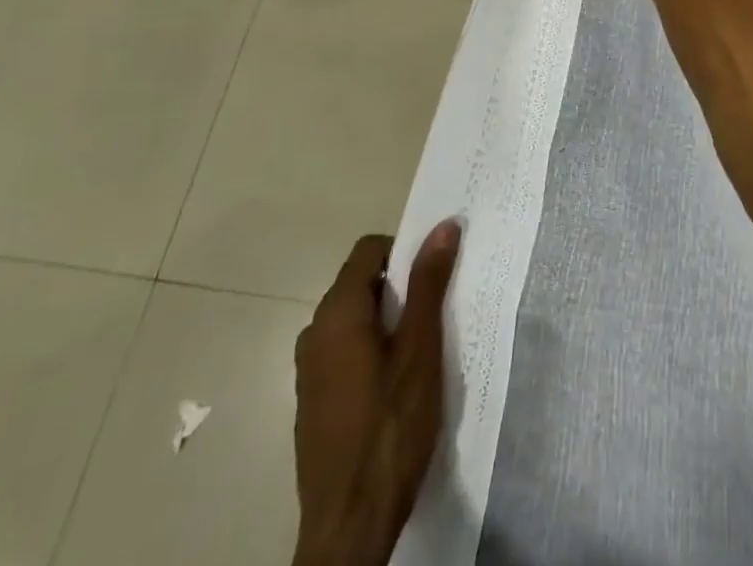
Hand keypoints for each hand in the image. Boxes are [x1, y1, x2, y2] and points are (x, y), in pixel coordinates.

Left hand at [292, 221, 460, 565]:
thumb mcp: (421, 349)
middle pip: (360, 283)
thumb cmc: (390, 428)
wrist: (349, 527)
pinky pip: (343, 352)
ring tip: (421, 351)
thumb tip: (443, 226)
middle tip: (436, 313)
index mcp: (337, 313)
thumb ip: (428, 283)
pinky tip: (396, 386)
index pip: (368, 250)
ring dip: (387, 321)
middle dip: (399, 288)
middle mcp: (314, 333)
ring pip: (353, 320)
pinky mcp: (312, 402)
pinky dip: (371, 350)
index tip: (433, 275)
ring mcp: (308, 371)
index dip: (404, 250)